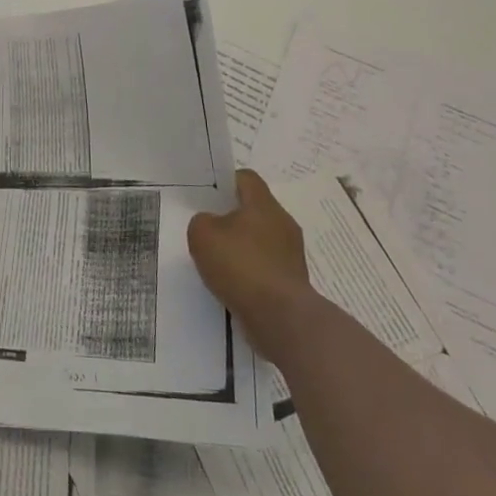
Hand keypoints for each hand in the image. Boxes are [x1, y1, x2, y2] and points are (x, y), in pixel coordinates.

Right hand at [188, 170, 311, 341]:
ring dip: (242, 246)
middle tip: (209, 230)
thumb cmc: (240, 265)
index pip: (246, 178)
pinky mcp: (294, 280)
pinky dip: (251, 271)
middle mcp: (283, 223)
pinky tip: (234, 284)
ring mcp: (292, 253)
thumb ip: (202, 221)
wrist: (280, 317)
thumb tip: (211, 224)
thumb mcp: (202, 235)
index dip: (226, 182)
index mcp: (263, 204)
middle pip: (255, 209)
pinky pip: (267, 265)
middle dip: (232, 217)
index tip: (209, 197)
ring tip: (219, 262)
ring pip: (261, 238)